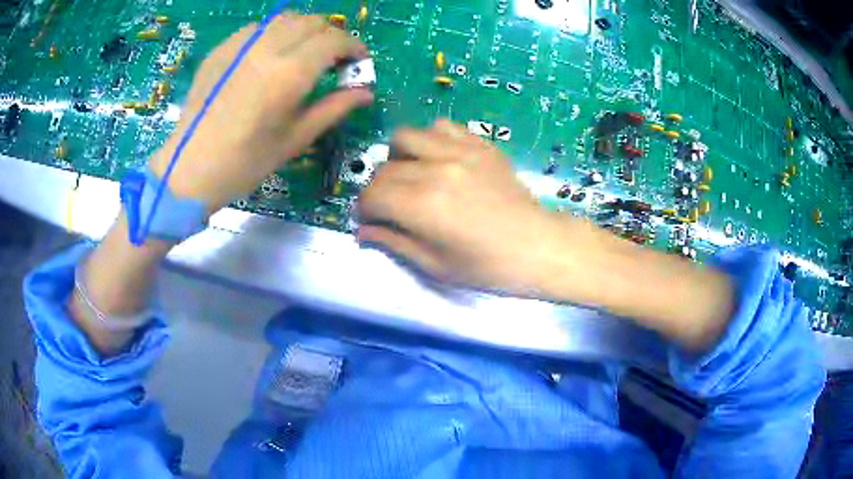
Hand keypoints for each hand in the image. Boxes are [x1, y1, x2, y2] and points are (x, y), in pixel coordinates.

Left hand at [149, 14, 373, 209]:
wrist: (191, 168)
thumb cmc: (246, 162)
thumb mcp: (296, 138)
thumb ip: (335, 107)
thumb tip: (365, 91)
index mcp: (289, 73)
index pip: (334, 39)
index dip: (354, 46)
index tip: (358, 61)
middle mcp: (267, 48)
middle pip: (313, 22)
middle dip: (331, 36)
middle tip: (332, 60)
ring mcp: (240, 45)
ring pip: (285, 19)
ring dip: (304, 31)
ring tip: (302, 54)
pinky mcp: (222, 48)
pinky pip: (258, 28)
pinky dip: (274, 34)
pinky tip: (270, 56)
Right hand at [357, 119, 583, 295]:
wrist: (538, 246)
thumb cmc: (489, 267)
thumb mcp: (436, 265)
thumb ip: (395, 243)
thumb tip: (362, 232)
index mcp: (423, 206)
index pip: (372, 195)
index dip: (364, 209)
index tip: (370, 219)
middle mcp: (435, 170)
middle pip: (385, 168)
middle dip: (378, 189)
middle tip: (390, 206)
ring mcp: (459, 151)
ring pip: (406, 136)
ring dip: (398, 156)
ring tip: (411, 175)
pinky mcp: (479, 144)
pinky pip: (441, 126)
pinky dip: (430, 139)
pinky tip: (438, 159)